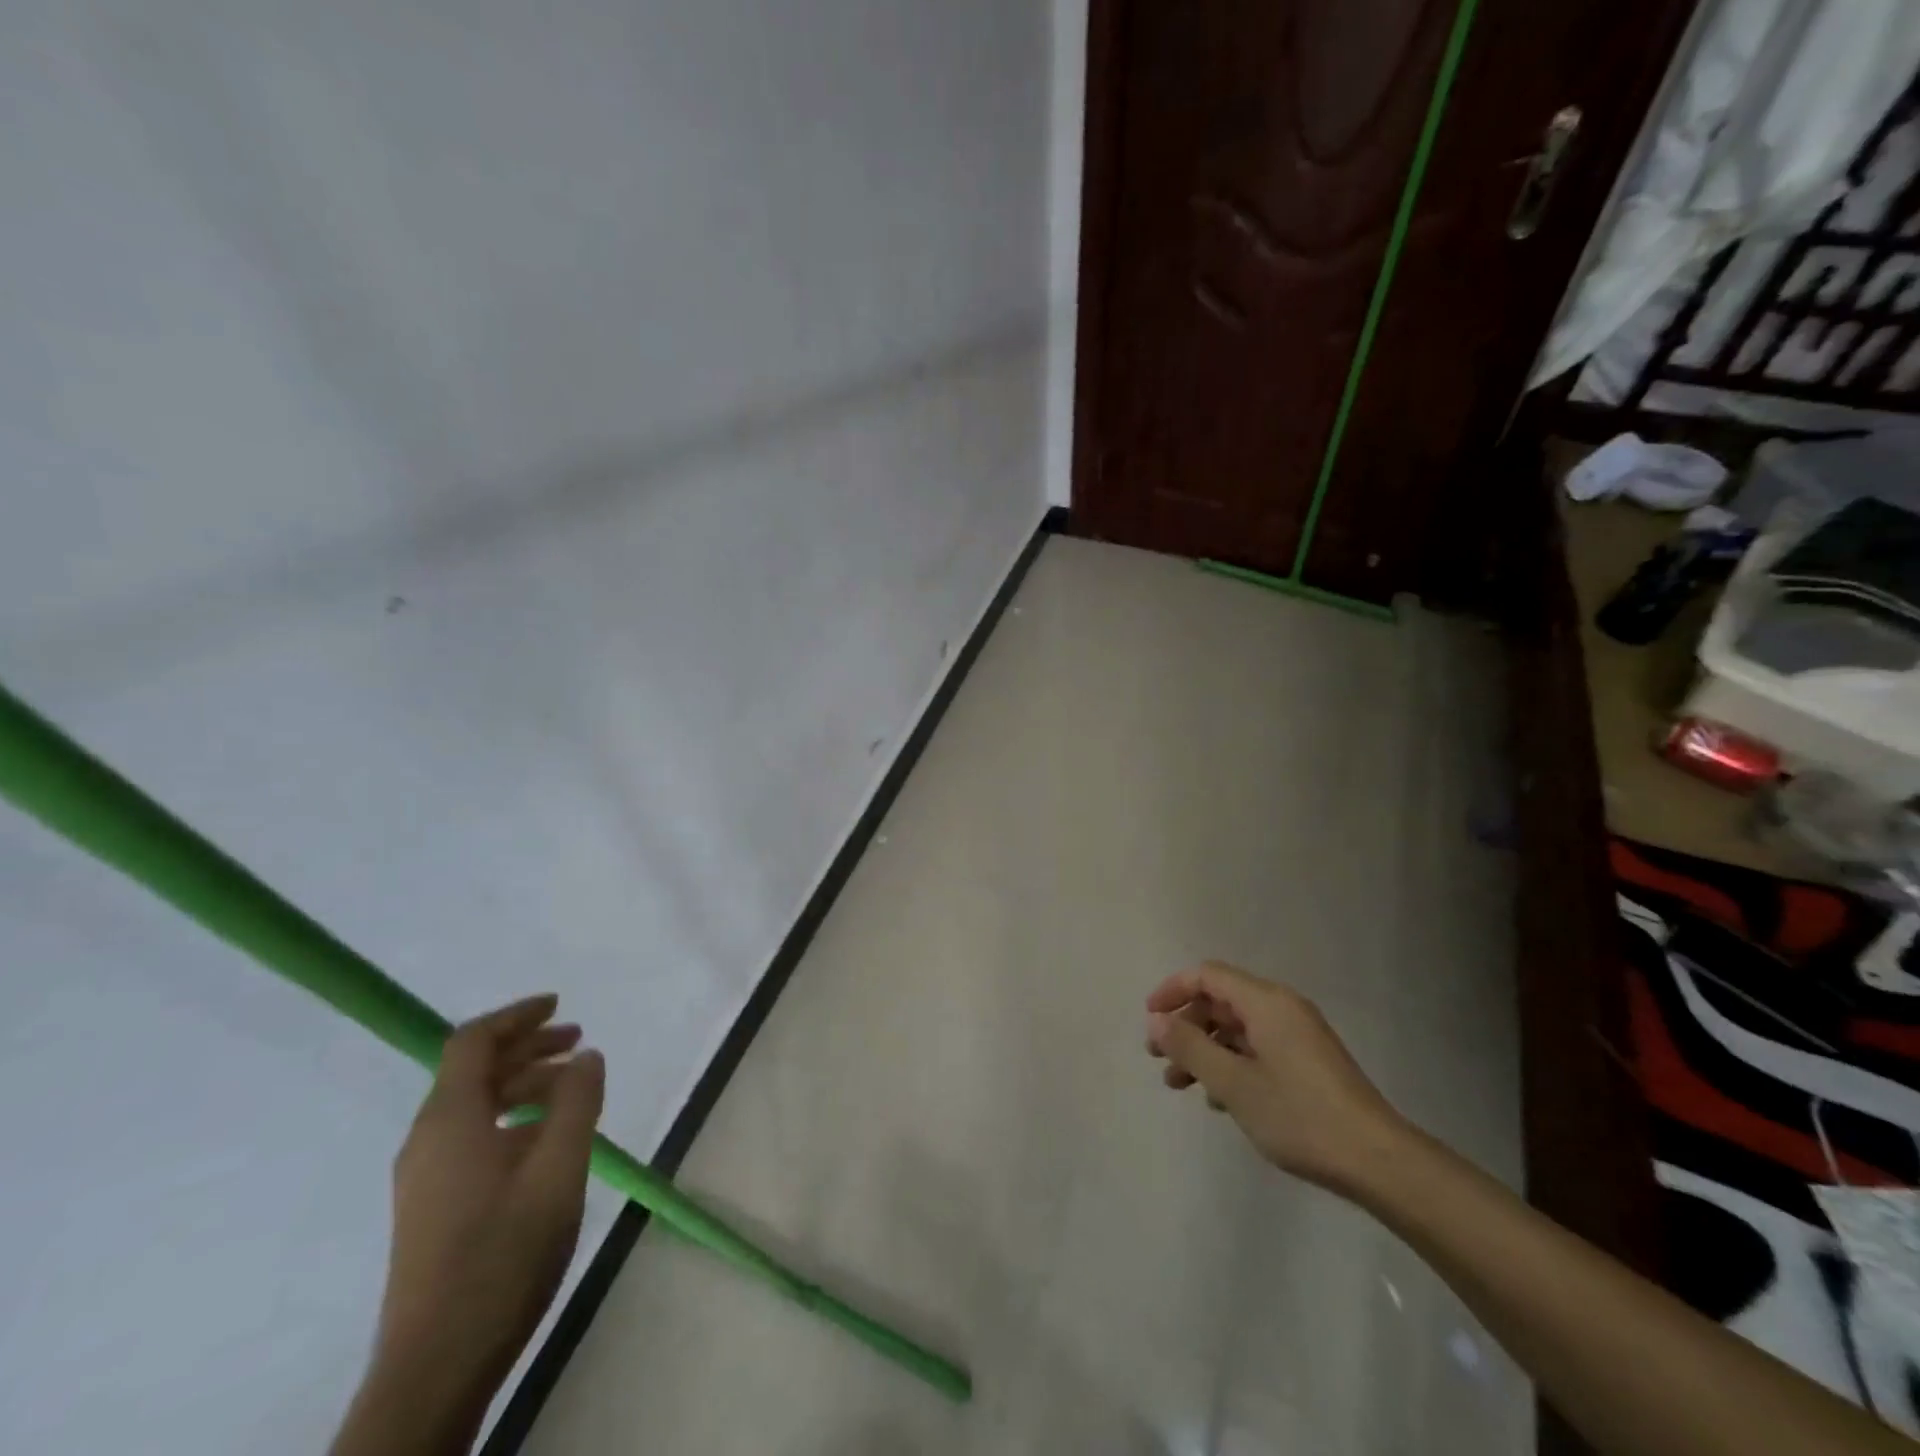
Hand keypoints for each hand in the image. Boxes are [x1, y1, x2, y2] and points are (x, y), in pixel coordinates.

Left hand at [375, 995, 604, 1400]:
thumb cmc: (504, 1253)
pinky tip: (549, 1138)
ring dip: (524, 1082)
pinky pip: (473, 1135)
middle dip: (528, 1047)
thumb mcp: (559, 1169)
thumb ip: (577, 1103)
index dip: (517, 1016)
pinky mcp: (433, 1205)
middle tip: (579, 1040)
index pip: (473, 1042)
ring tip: (574, 1087)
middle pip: (475, 1070)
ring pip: (475, 1105)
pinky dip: (513, 1117)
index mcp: (450, 1121)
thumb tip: (587, 1055)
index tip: (559, 1004)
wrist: (438, 1364)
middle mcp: (428, 1139)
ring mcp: (425, 1176)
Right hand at [1145, 961, 1405, 1195]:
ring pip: (1237, 1029)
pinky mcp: (1308, 1063)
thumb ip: (1189, 1047)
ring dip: (1204, 1050)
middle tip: (1160, 1059)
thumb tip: (1156, 1021)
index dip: (1172, 990)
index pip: (1207, 975)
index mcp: (1266, 1002)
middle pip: (1220, 1001)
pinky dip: (1230, 1064)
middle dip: (1186, 1026)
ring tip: (1180, 1086)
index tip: (1149, 1020)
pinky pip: (1257, 1048)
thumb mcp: (1233, 1083)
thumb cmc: (1299, 1116)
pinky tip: (1219, 1100)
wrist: (1378, 1162)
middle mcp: (1282, 1008)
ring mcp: (1298, 1036)